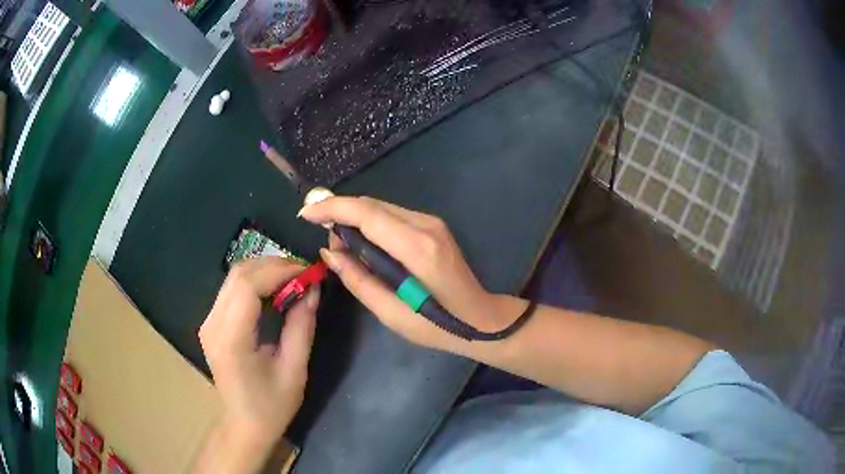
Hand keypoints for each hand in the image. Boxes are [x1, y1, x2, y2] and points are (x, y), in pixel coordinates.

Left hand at [197, 258, 317, 470]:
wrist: (244, 424)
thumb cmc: (272, 406)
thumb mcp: (295, 370)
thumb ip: (301, 326)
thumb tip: (313, 289)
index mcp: (230, 340)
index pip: (248, 286)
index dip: (279, 271)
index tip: (309, 272)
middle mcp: (212, 324)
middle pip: (239, 274)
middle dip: (274, 266)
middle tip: (305, 274)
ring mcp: (208, 322)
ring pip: (235, 277)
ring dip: (265, 271)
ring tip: (294, 280)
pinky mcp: (211, 323)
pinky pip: (233, 289)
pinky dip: (256, 282)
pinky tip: (275, 291)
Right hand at [299, 196, 519, 352]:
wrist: (481, 318)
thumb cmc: (437, 325)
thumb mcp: (391, 313)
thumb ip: (357, 279)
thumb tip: (329, 253)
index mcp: (417, 248)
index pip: (366, 214)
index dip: (332, 208)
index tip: (306, 214)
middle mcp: (426, 225)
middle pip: (372, 204)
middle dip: (340, 212)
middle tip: (322, 236)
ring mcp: (432, 223)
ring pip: (381, 207)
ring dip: (355, 218)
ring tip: (341, 245)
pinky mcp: (433, 226)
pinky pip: (392, 216)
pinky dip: (371, 223)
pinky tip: (363, 244)